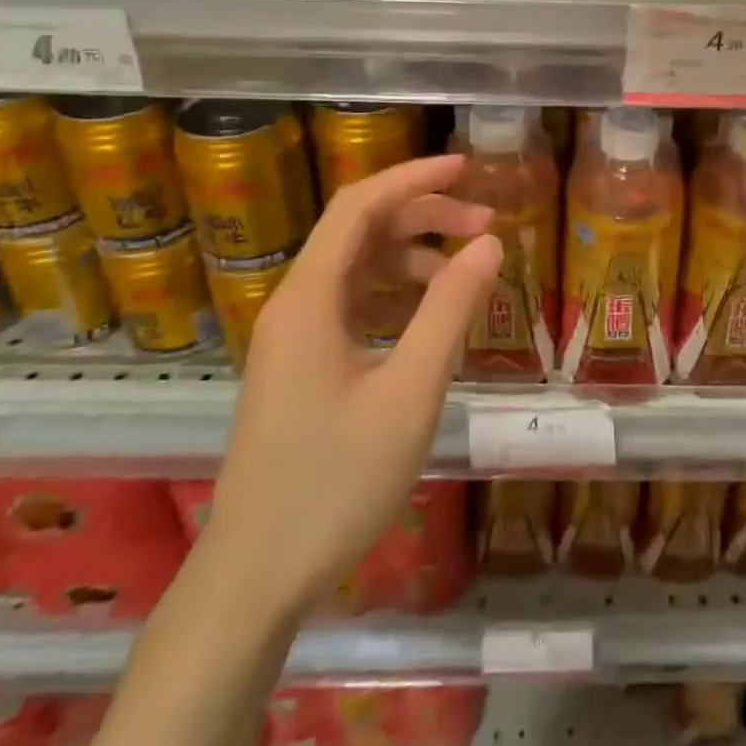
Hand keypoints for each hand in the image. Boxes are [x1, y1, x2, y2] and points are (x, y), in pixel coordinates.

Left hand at [202, 154, 500, 616]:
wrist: (256, 577)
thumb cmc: (336, 483)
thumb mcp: (410, 392)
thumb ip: (450, 310)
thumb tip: (489, 244)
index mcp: (310, 298)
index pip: (360, 205)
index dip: (413, 177)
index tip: (467, 167)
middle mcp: (295, 304)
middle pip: (361, 231)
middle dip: (424, 217)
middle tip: (486, 226)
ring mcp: (294, 336)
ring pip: (359, 269)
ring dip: (413, 258)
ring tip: (468, 273)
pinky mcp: (300, 365)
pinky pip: (353, 306)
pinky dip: (396, 296)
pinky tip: (432, 317)